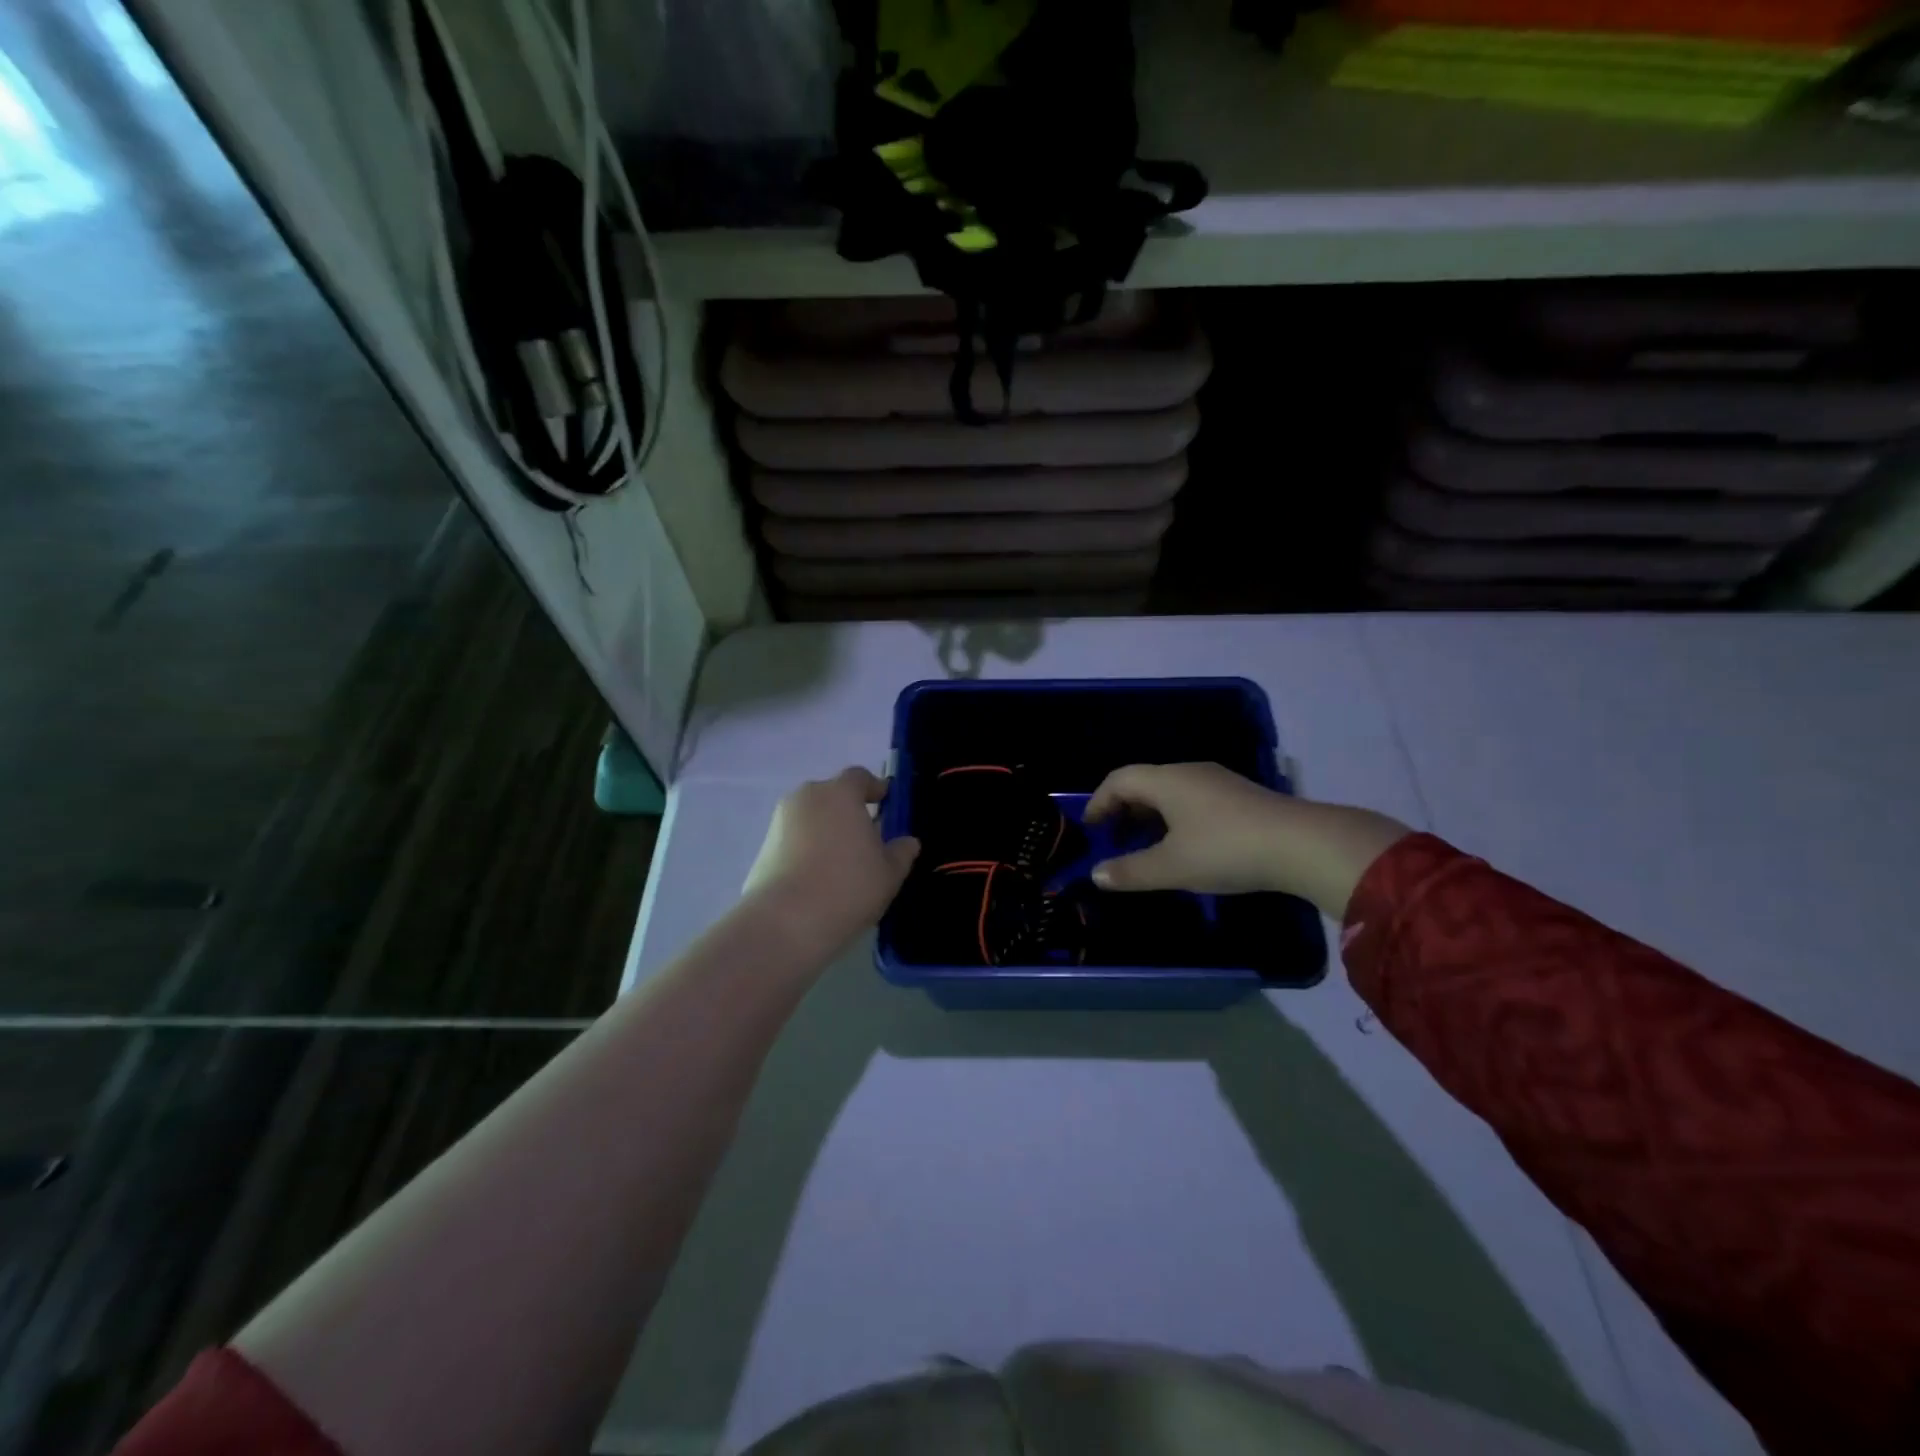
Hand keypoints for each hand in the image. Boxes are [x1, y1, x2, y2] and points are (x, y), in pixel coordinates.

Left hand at [743, 767, 920, 956]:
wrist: (785, 922)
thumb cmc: (848, 887)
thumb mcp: (889, 873)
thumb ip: (901, 852)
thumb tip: (907, 842)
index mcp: (840, 793)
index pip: (860, 777)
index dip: (874, 788)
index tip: (886, 804)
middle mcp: (807, 797)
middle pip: (832, 796)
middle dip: (848, 811)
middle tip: (866, 839)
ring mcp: (780, 821)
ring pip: (811, 818)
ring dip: (826, 831)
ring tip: (842, 863)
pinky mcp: (763, 847)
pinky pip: (794, 839)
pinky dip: (807, 849)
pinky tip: (819, 878)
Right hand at [1084, 762, 1409, 917]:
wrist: (1303, 845)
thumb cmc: (1226, 850)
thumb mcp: (1172, 867)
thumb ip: (1130, 871)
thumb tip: (1096, 874)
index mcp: (1166, 780)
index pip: (1118, 780)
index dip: (1099, 802)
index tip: (1090, 829)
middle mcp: (1189, 772)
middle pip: (1144, 783)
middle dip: (1123, 810)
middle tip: (1115, 841)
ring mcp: (1218, 782)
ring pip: (1170, 792)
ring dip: (1150, 816)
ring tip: (1146, 848)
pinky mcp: (1240, 797)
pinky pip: (1193, 800)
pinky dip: (1175, 819)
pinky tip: (1185, 847)